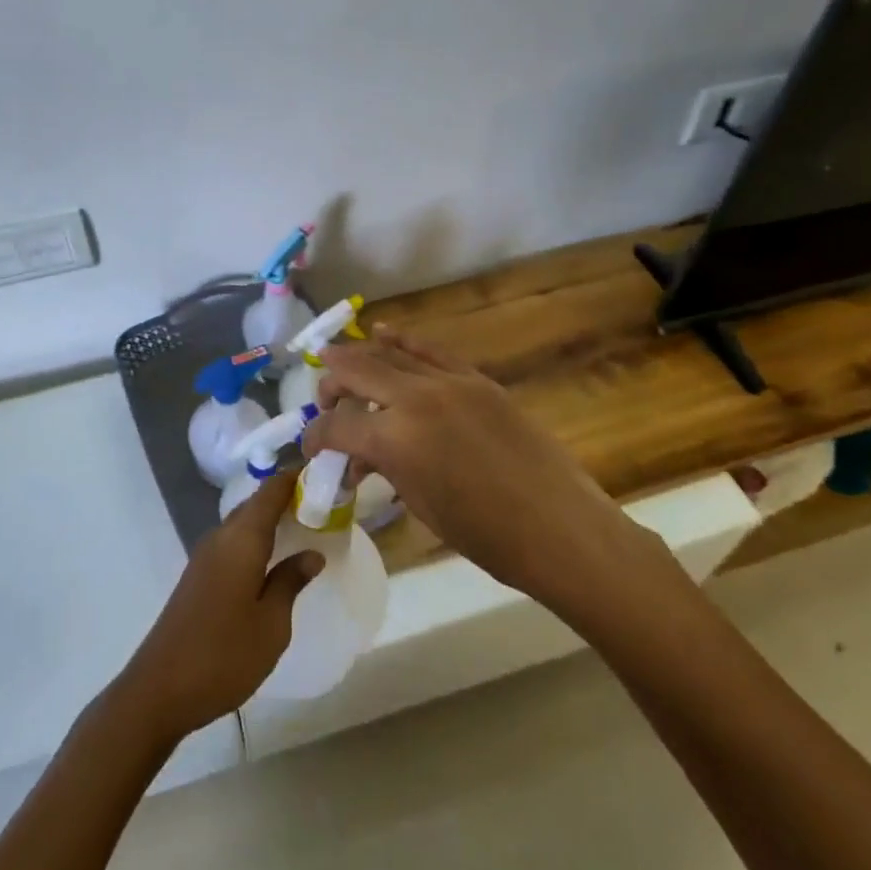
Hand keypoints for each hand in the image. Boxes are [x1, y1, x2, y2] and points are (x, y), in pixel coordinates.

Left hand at [115, 470, 322, 741]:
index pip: (271, 491)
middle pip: (256, 503)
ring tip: (305, 525)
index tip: (324, 469)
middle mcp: (221, 537)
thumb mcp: (271, 624)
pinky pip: (233, 542)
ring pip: (243, 523)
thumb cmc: (223, 655)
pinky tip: (273, 558)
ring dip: (271, 519)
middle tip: (323, 501)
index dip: (295, 476)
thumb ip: (290, 582)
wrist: (159, 690)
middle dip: (286, 497)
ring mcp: (205, 556)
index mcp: (241, 539)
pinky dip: (256, 539)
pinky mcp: (198, 576)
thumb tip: (311, 553)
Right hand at [305, 328, 672, 606]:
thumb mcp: (421, 505)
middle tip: (324, 401)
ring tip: (338, 360)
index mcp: (396, 441)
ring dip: (360, 357)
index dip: (315, 437)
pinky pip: (430, 352)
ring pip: (391, 355)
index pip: (337, 427)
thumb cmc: (486, 536)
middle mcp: (416, 399)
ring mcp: (450, 382)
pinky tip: (383, 333)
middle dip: (332, 385)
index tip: (310, 448)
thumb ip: (386, 467)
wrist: (560, 528)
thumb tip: (363, 456)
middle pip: (357, 372)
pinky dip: (402, 341)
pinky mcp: (477, 380)